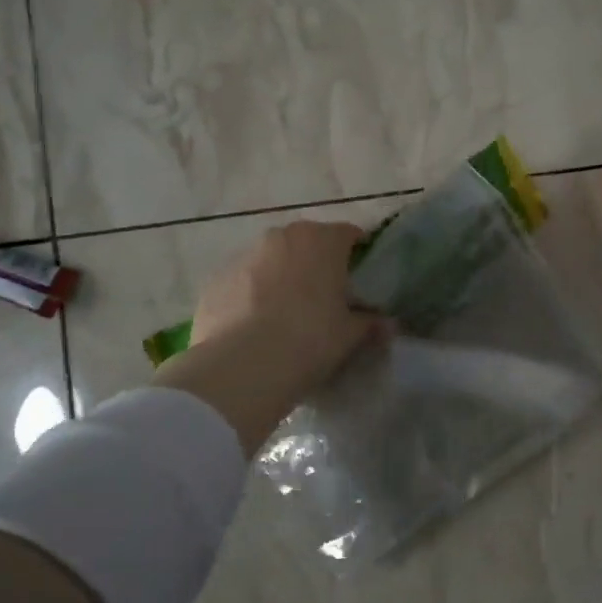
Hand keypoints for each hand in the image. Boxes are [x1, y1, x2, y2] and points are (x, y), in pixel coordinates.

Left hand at [191, 220, 381, 400]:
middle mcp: (281, 237)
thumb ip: (370, 323)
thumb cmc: (310, 340)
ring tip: (287, 317)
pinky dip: (252, 297)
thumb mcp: (350, 336)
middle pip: (307, 244)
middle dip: (317, 265)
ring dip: (282, 279)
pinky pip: (243, 283)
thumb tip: (386, 324)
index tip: (361, 280)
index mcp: (321, 240)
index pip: (349, 234)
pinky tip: (255, 329)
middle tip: (325, 299)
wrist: (242, 368)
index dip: (358, 255)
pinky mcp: (215, 280)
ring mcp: (243, 256)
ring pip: (272, 261)